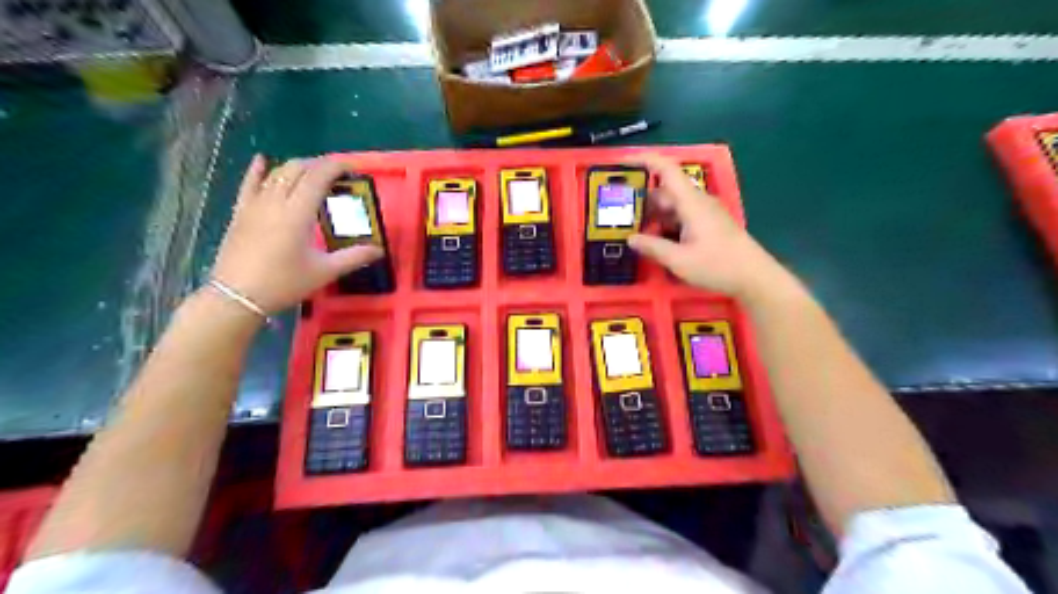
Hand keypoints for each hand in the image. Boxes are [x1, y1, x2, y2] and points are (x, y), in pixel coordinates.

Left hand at [212, 158, 383, 316]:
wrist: (237, 296)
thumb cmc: (284, 283)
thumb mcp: (324, 272)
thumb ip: (353, 257)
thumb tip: (379, 250)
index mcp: (298, 213)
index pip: (318, 177)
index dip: (335, 167)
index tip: (351, 168)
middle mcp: (276, 201)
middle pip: (297, 169)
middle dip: (319, 165)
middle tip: (337, 174)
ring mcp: (255, 205)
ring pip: (276, 174)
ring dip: (297, 167)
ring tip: (312, 172)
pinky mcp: (241, 212)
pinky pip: (249, 184)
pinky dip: (257, 170)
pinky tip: (262, 160)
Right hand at [626, 153, 784, 296]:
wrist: (754, 277)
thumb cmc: (718, 266)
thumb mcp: (679, 260)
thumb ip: (653, 247)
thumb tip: (631, 238)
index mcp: (691, 202)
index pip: (667, 170)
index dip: (646, 161)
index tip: (624, 162)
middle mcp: (697, 202)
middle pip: (665, 192)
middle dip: (642, 200)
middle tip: (619, 214)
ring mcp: (704, 213)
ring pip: (672, 206)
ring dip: (653, 215)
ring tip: (633, 230)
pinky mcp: (708, 225)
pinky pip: (681, 217)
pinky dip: (665, 224)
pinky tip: (655, 241)